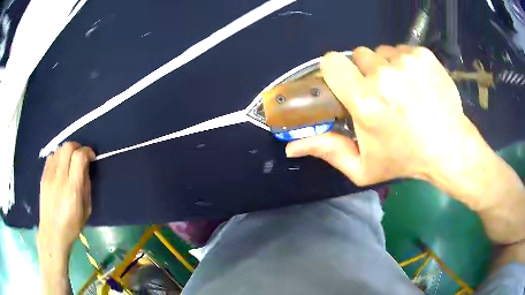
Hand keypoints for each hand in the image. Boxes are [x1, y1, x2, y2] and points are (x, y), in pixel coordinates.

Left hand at [37, 142, 94, 255]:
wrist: (52, 233)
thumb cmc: (72, 225)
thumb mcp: (86, 210)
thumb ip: (86, 186)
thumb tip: (86, 169)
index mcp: (73, 188)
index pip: (79, 157)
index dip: (87, 151)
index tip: (91, 156)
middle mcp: (60, 178)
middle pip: (68, 147)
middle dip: (77, 147)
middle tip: (81, 156)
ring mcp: (49, 175)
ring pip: (59, 149)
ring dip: (67, 151)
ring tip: (70, 161)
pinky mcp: (43, 176)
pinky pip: (51, 157)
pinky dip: (58, 157)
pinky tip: (60, 166)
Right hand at [286, 46, 482, 185]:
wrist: (449, 147)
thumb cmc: (405, 159)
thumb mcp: (363, 166)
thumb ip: (327, 151)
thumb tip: (291, 147)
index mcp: (365, 101)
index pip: (332, 61)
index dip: (337, 71)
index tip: (347, 84)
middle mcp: (384, 75)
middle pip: (359, 55)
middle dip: (365, 72)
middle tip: (381, 94)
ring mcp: (406, 61)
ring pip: (382, 52)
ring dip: (386, 67)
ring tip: (402, 90)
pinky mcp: (423, 55)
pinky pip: (402, 50)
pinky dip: (405, 63)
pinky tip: (417, 83)